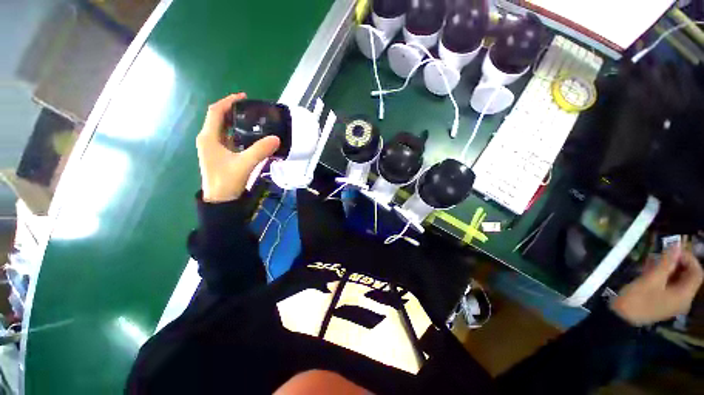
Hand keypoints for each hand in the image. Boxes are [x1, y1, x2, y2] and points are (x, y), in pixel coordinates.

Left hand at [196, 93, 279, 201]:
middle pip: (219, 118)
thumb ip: (260, 150)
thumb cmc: (227, 181)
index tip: (244, 97)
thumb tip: (276, 138)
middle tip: (252, 110)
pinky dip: (238, 133)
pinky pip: (228, 138)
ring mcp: (213, 148)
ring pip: (224, 129)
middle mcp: (208, 139)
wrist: (220, 201)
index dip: (229, 101)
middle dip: (234, 111)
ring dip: (236, 122)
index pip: (216, 112)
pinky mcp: (219, 155)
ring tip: (254, 120)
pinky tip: (250, 137)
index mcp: (209, 137)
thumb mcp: (244, 164)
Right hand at [612, 245, 702, 325]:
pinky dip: (662, 276)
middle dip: (676, 262)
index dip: (688, 258)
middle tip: (661, 253)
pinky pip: (668, 286)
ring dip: (667, 268)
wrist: (620, 318)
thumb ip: (666, 263)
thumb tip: (676, 246)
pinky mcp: (663, 302)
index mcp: (684, 295)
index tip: (672, 249)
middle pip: (687, 276)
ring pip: (677, 280)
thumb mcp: (651, 279)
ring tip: (652, 260)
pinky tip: (649, 270)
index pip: (696, 272)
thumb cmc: (637, 299)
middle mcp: (683, 299)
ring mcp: (672, 302)